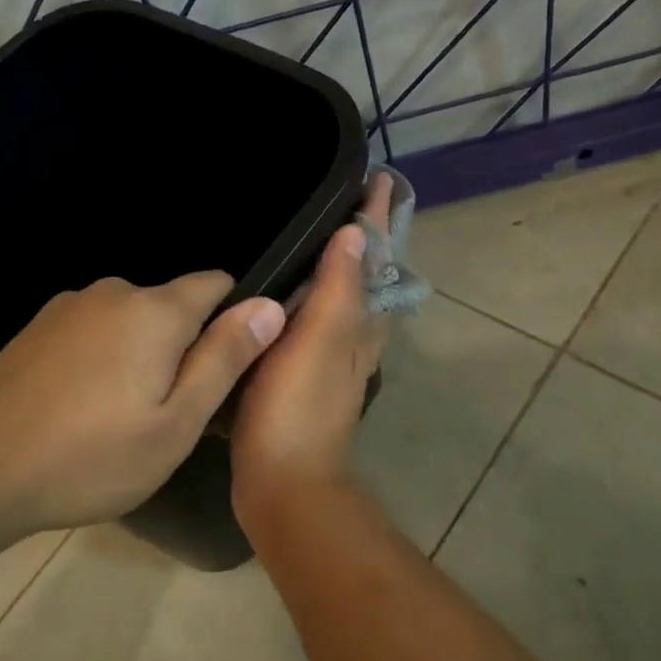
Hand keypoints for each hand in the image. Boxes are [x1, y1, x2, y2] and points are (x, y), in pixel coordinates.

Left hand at [0, 272, 286, 534]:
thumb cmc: (89, 457)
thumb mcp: (175, 423)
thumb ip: (225, 359)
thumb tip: (270, 305)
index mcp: (155, 310)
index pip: (218, 283)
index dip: (236, 319)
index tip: (230, 368)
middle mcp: (113, 292)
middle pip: (174, 306)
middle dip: (186, 346)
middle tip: (176, 412)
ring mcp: (68, 307)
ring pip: (132, 321)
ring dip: (144, 355)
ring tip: (127, 417)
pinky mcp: (37, 329)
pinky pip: (95, 332)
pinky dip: (105, 359)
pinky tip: (85, 408)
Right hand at [231, 174, 392, 526]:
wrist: (284, 484)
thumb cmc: (298, 409)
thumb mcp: (319, 343)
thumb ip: (338, 290)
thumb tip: (357, 232)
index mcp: (360, 324)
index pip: (376, 257)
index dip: (376, 217)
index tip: (375, 176)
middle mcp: (354, 337)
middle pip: (366, 276)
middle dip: (362, 236)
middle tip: (344, 196)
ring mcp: (330, 359)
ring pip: (342, 299)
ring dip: (338, 265)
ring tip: (315, 235)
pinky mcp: (303, 377)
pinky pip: (314, 322)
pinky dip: (310, 298)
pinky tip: (283, 296)